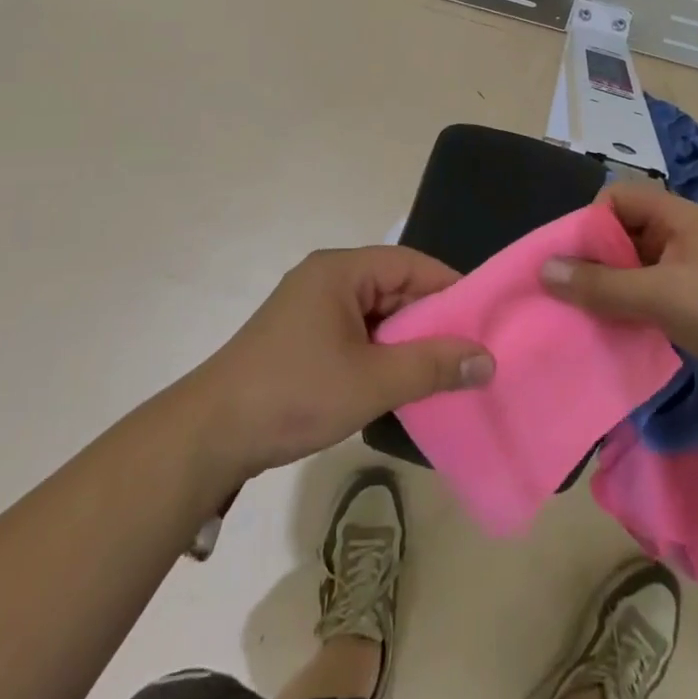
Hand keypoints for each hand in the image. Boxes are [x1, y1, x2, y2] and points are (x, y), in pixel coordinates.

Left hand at [186, 245, 493, 480]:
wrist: (211, 434)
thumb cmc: (294, 393)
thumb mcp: (371, 381)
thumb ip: (431, 367)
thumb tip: (487, 358)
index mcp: (340, 271)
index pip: (409, 264)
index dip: (449, 287)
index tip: (484, 318)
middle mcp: (326, 279)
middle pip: (393, 287)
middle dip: (430, 319)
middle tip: (470, 351)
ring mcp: (311, 308)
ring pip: (376, 314)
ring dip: (406, 341)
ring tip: (444, 370)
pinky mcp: (302, 337)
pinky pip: (356, 333)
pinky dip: (381, 353)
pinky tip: (401, 382)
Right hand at [540, 184, 697, 403]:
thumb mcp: (657, 294)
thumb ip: (600, 284)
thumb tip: (545, 269)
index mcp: (677, 216)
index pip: (618, 197)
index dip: (592, 220)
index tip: (574, 257)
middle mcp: (683, 234)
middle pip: (625, 231)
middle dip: (596, 257)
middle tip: (573, 289)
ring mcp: (693, 269)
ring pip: (638, 265)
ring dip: (613, 285)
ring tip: (589, 312)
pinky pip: (653, 292)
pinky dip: (633, 305)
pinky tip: (619, 328)